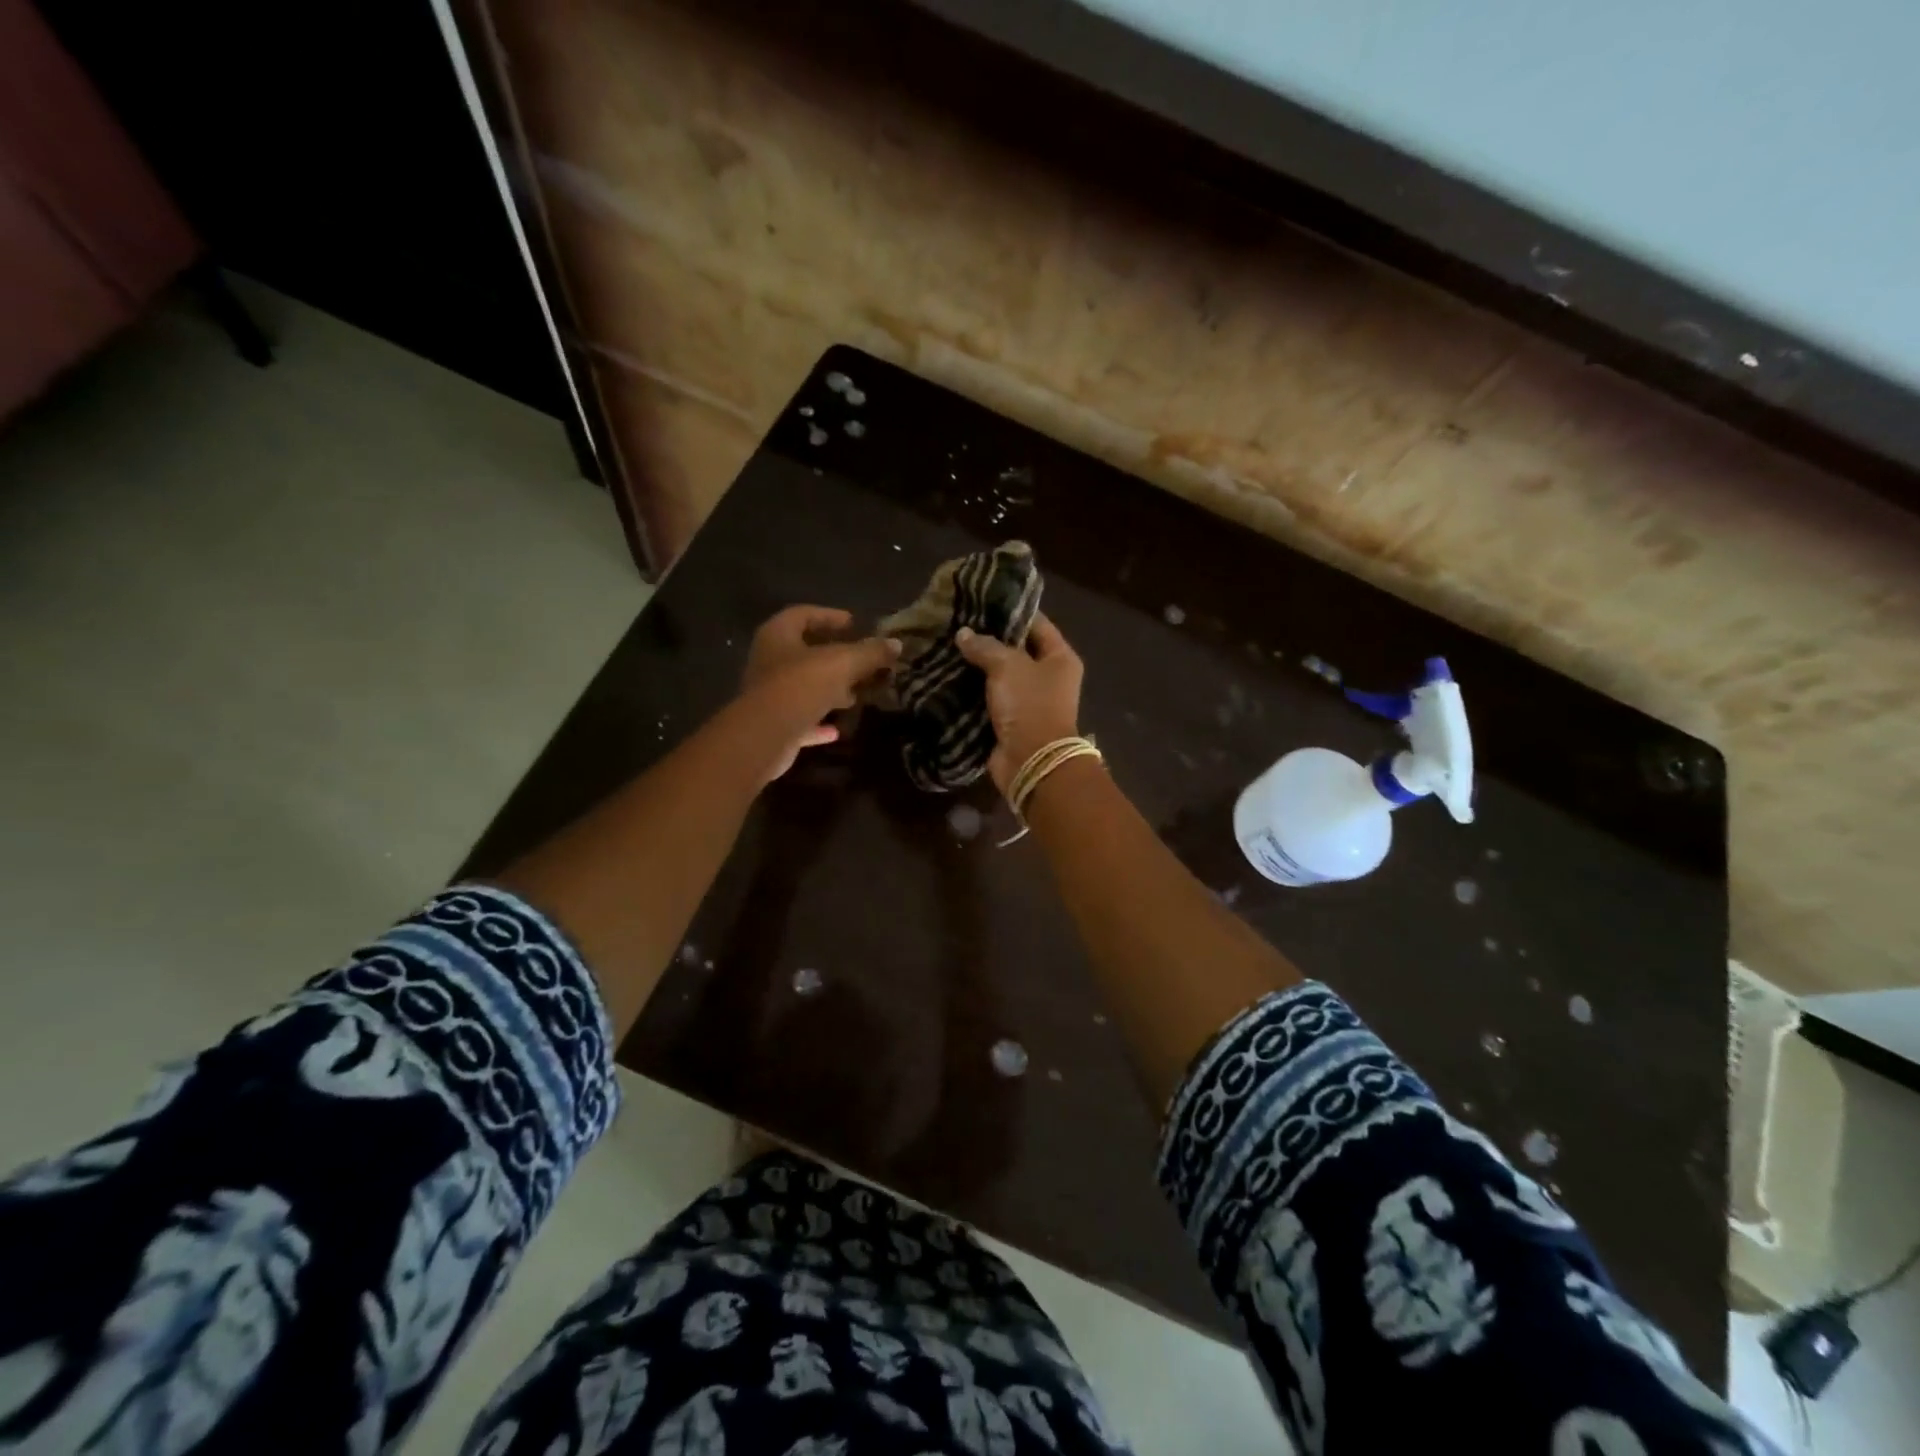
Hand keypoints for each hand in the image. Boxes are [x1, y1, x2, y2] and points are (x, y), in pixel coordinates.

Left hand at [740, 606, 900, 779]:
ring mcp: (768, 695)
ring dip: (828, 690)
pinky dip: (818, 722)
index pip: (803, 614)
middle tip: (861, 661)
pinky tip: (837, 730)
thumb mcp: (844, 663)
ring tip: (855, 695)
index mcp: (778, 635)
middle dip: (833, 657)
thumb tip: (896, 644)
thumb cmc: (802, 685)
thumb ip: (870, 652)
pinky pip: (799, 719)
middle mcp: (767, 661)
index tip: (854, 624)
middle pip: (803, 653)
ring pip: (802, 687)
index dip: (829, 616)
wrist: (766, 735)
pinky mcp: (772, 725)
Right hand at [954, 614, 1083, 794]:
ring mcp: (1029, 700)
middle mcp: (1048, 677)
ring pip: (1000, 675)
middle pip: (1017, 650)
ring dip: (977, 666)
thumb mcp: (1008, 666)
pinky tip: (948, 675)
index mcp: (1060, 658)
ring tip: (948, 645)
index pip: (1037, 623)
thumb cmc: (1029, 705)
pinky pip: (989, 698)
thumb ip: (985, 646)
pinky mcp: (1010, 720)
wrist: (1031, 761)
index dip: (1011, 611)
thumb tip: (964, 634)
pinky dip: (972, 690)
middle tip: (958, 623)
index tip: (982, 600)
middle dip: (989, 639)